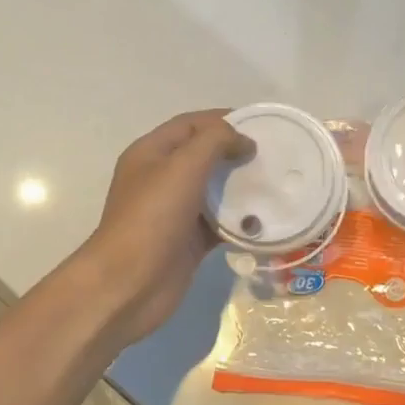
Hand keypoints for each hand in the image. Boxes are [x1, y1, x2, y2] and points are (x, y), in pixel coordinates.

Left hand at [80, 110, 253, 344]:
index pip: (190, 124)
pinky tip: (267, 218)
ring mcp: (175, 212)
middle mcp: (161, 178)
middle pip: (204, 156)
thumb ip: (214, 142)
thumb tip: (243, 141)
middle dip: (236, 152)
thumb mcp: (182, 167)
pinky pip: (220, 223)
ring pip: (214, 190)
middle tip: (274, 155)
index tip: (260, 125)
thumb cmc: (152, 218)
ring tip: (276, 182)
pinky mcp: (189, 241)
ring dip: (242, 186)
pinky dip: (241, 220)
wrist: (128, 285)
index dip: (223, 120)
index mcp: (151, 153)